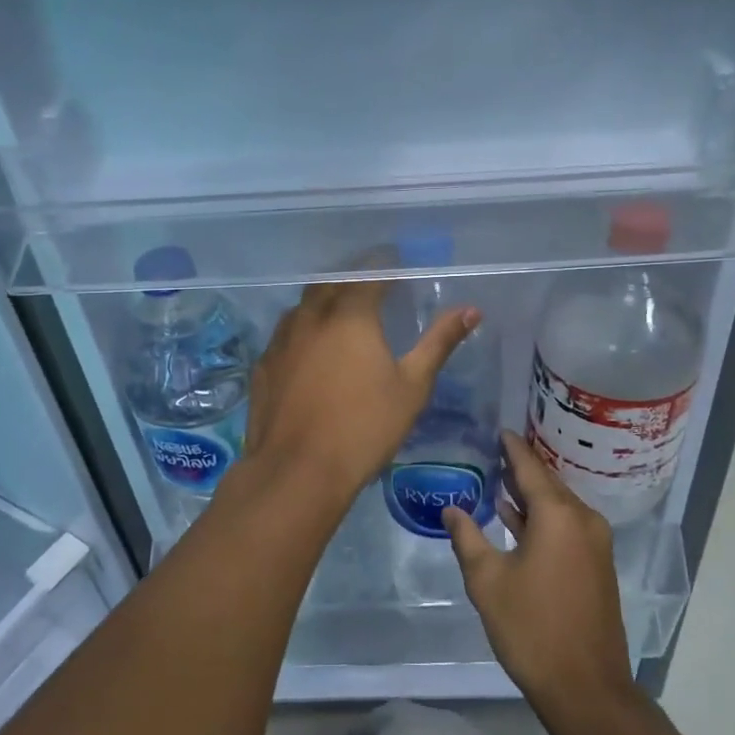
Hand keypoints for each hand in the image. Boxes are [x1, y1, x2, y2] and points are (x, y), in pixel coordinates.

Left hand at [243, 279, 478, 512]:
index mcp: (350, 315)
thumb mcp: (412, 387)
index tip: (397, 262)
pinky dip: (303, 330)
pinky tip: (310, 349)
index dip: (385, 264)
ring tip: (341, 313)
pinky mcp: (264, 364)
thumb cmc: (364, 428)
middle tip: (372, 286)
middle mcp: (311, 316)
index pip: (369, 273)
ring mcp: (282, 339)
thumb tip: (471, 310)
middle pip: (332, 282)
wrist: (297, 471)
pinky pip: (286, 333)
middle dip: (352, 278)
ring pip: (304, 305)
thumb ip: (439, 342)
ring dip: (324, 301)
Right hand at [444, 432, 634, 715]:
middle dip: (521, 468)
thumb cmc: (532, 628)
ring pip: (558, 506)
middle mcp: (582, 520)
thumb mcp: (488, 581)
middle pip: (548, 483)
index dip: (512, 448)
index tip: (498, 430)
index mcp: (558, 515)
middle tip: (493, 452)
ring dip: (531, 495)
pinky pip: (566, 526)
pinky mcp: (597, 564)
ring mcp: (594, 543)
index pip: (530, 467)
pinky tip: (518, 519)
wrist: (586, 687)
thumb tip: (451, 508)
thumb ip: (467, 538)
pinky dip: (542, 517)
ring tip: (499, 480)